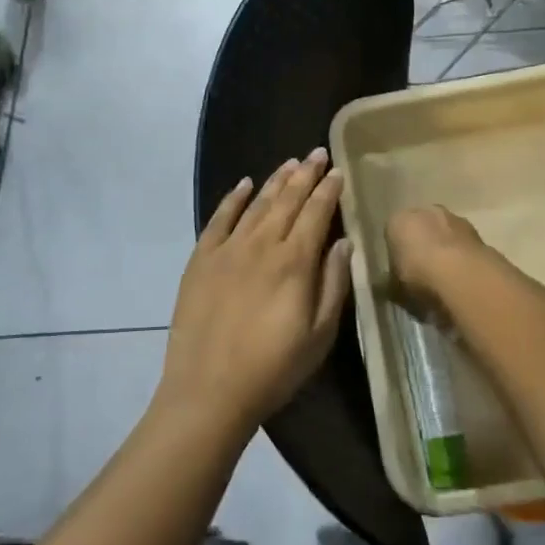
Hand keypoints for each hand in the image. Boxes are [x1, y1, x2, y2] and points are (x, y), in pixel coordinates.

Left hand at [157, 149, 350, 438]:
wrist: (208, 391)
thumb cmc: (273, 369)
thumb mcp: (319, 335)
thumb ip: (333, 284)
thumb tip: (343, 243)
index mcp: (294, 262)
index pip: (316, 214)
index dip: (328, 191)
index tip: (338, 171)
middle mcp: (262, 245)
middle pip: (287, 200)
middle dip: (305, 174)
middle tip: (317, 153)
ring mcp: (228, 249)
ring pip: (257, 204)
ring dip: (275, 181)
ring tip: (290, 163)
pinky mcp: (201, 259)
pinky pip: (219, 218)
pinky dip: (233, 198)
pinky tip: (244, 184)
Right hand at [386, 205, 486, 296]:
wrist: (462, 276)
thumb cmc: (419, 276)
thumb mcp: (395, 288)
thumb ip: (391, 283)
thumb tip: (388, 286)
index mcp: (398, 220)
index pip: (393, 233)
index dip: (397, 253)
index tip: (401, 272)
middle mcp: (425, 211)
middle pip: (421, 229)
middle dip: (422, 246)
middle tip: (423, 274)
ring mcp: (454, 218)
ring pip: (445, 235)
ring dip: (445, 250)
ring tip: (446, 280)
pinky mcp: (477, 232)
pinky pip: (464, 246)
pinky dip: (463, 258)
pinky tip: (463, 279)